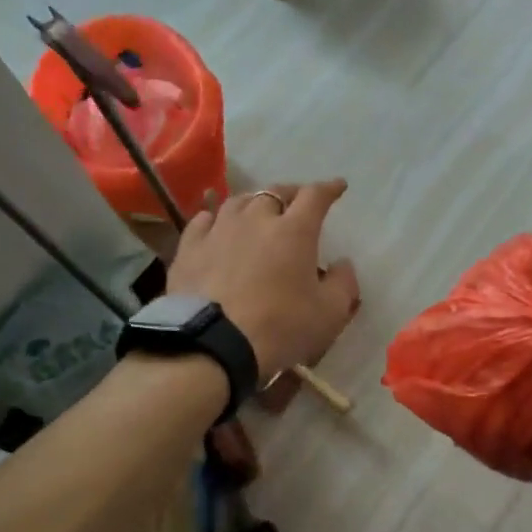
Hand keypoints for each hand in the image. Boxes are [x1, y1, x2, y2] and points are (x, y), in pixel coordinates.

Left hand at [167, 180, 361, 379]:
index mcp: (294, 231)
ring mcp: (218, 230)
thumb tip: (343, 264)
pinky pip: (203, 220)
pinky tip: (216, 225)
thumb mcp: (329, 314)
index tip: (338, 187)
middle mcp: (256, 219)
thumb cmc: (280, 328)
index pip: (315, 196)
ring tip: (258, 213)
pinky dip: (216, 219)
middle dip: (291, 193)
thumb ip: (343, 284)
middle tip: (297, 202)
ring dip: (253, 203)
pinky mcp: (189, 248)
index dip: (328, 189)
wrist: (212, 344)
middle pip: (275, 192)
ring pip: (238, 202)